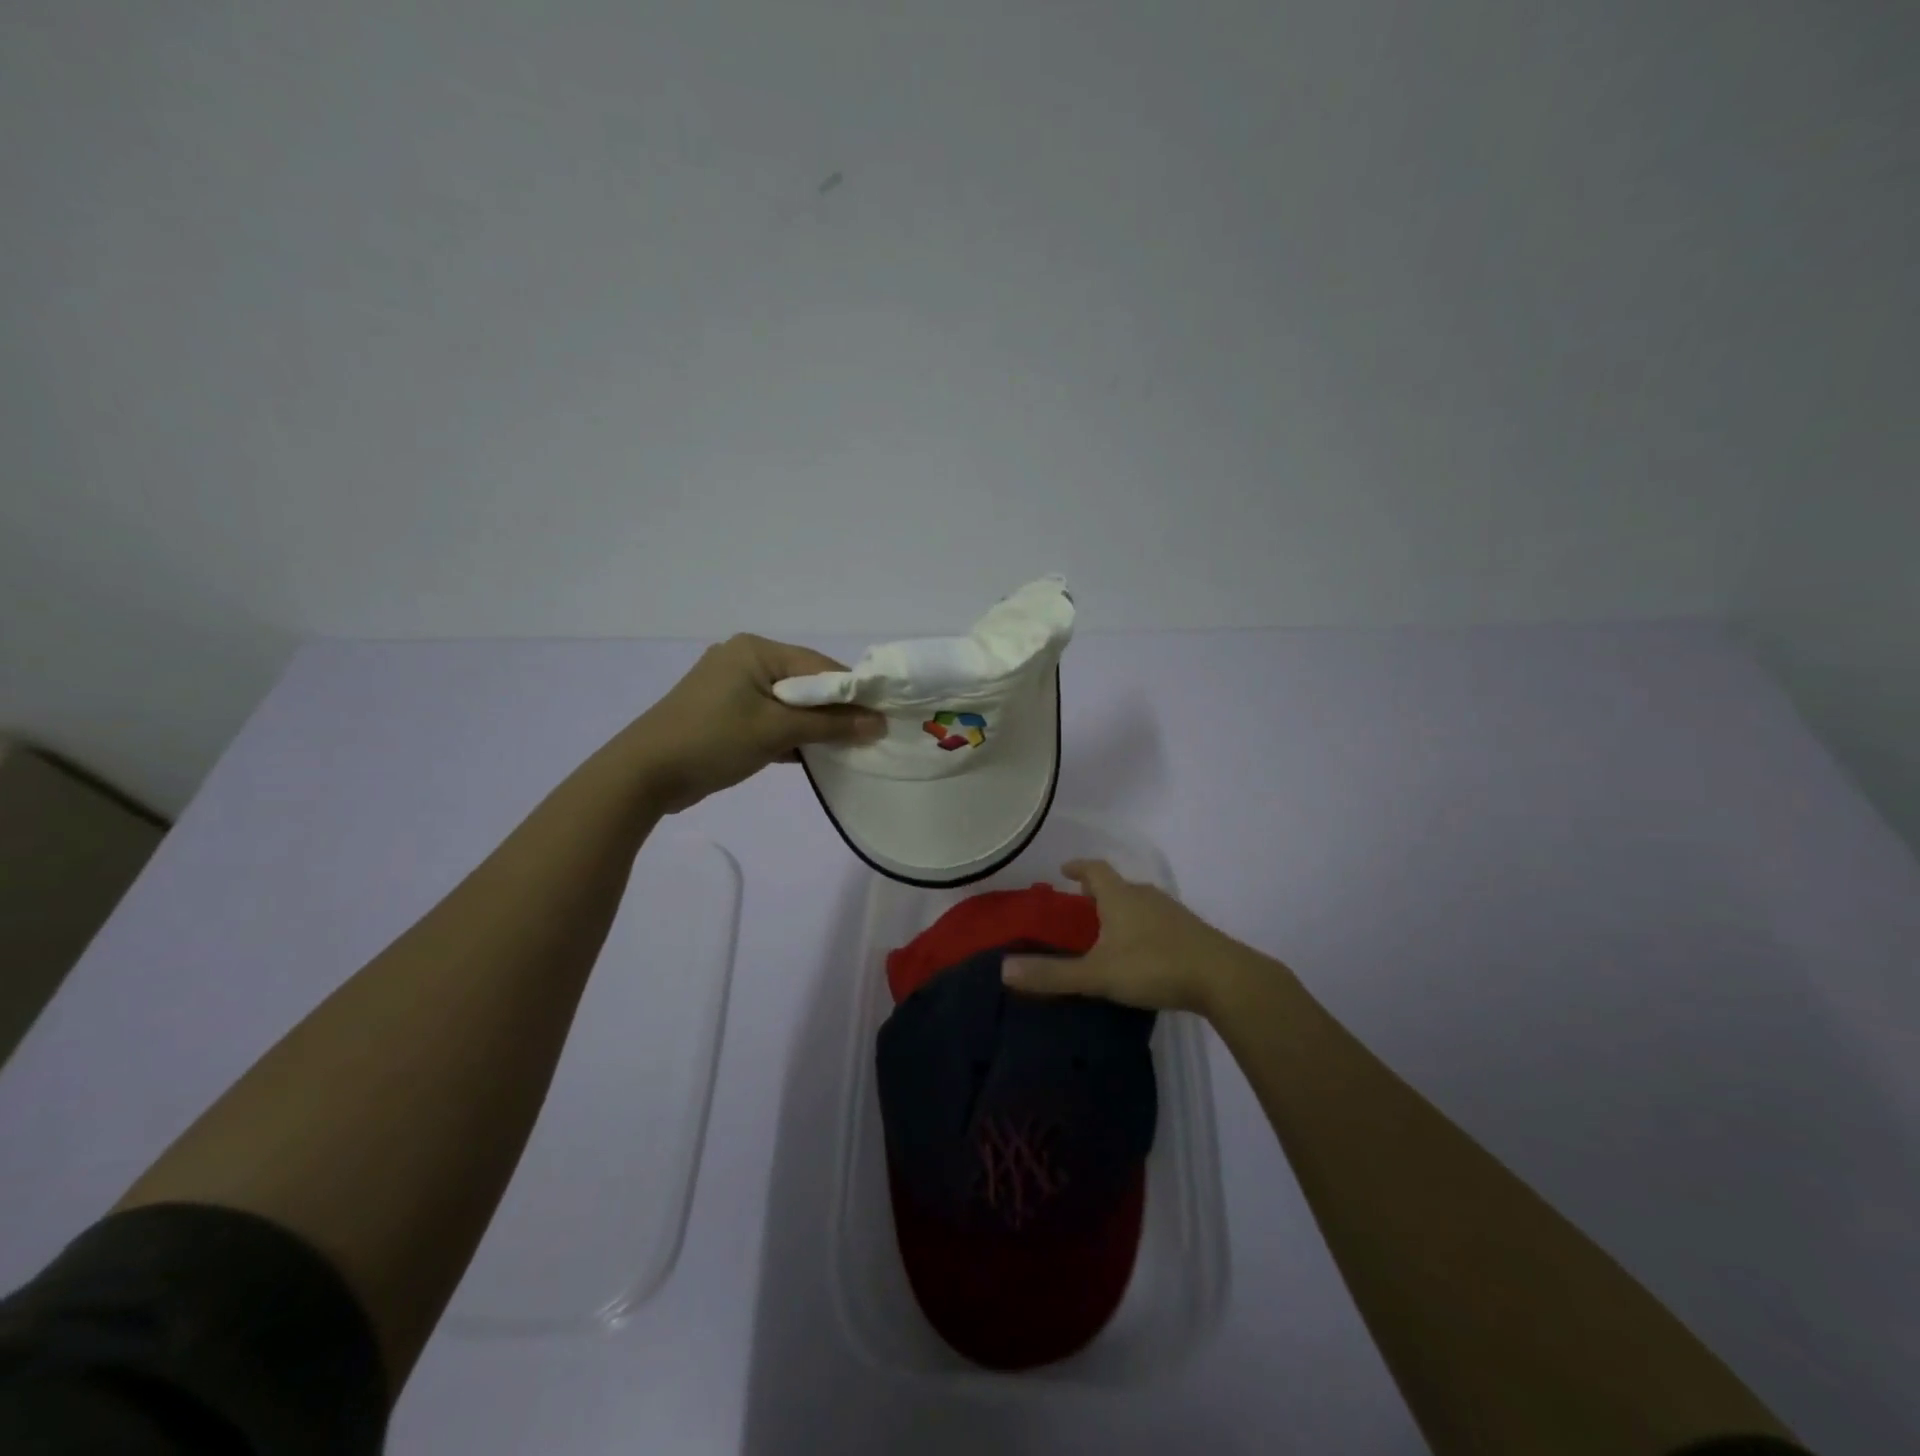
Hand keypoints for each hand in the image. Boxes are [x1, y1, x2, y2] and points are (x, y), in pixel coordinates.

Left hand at [626, 634, 883, 813]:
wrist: (644, 774)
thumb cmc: (713, 740)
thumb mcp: (776, 731)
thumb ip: (830, 726)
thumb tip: (878, 724)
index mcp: (756, 650)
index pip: (819, 666)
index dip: (853, 692)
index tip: (882, 717)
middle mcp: (745, 659)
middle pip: (805, 683)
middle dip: (834, 711)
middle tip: (867, 736)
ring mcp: (732, 686)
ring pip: (788, 703)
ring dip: (813, 725)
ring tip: (846, 747)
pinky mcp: (725, 712)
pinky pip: (770, 717)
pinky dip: (790, 733)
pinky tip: (813, 755)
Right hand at [1001, 860, 1262, 1016]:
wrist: (1223, 978)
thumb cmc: (1154, 966)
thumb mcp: (1097, 974)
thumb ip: (1052, 974)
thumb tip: (1004, 970)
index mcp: (1120, 897)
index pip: (1095, 870)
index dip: (1078, 867)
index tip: (1064, 869)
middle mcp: (1145, 896)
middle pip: (1117, 884)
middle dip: (1097, 890)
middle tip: (1080, 902)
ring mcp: (1171, 912)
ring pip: (1138, 902)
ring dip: (1121, 908)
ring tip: (1107, 927)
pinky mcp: (1189, 931)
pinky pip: (1156, 919)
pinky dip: (1141, 925)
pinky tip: (1141, 950)